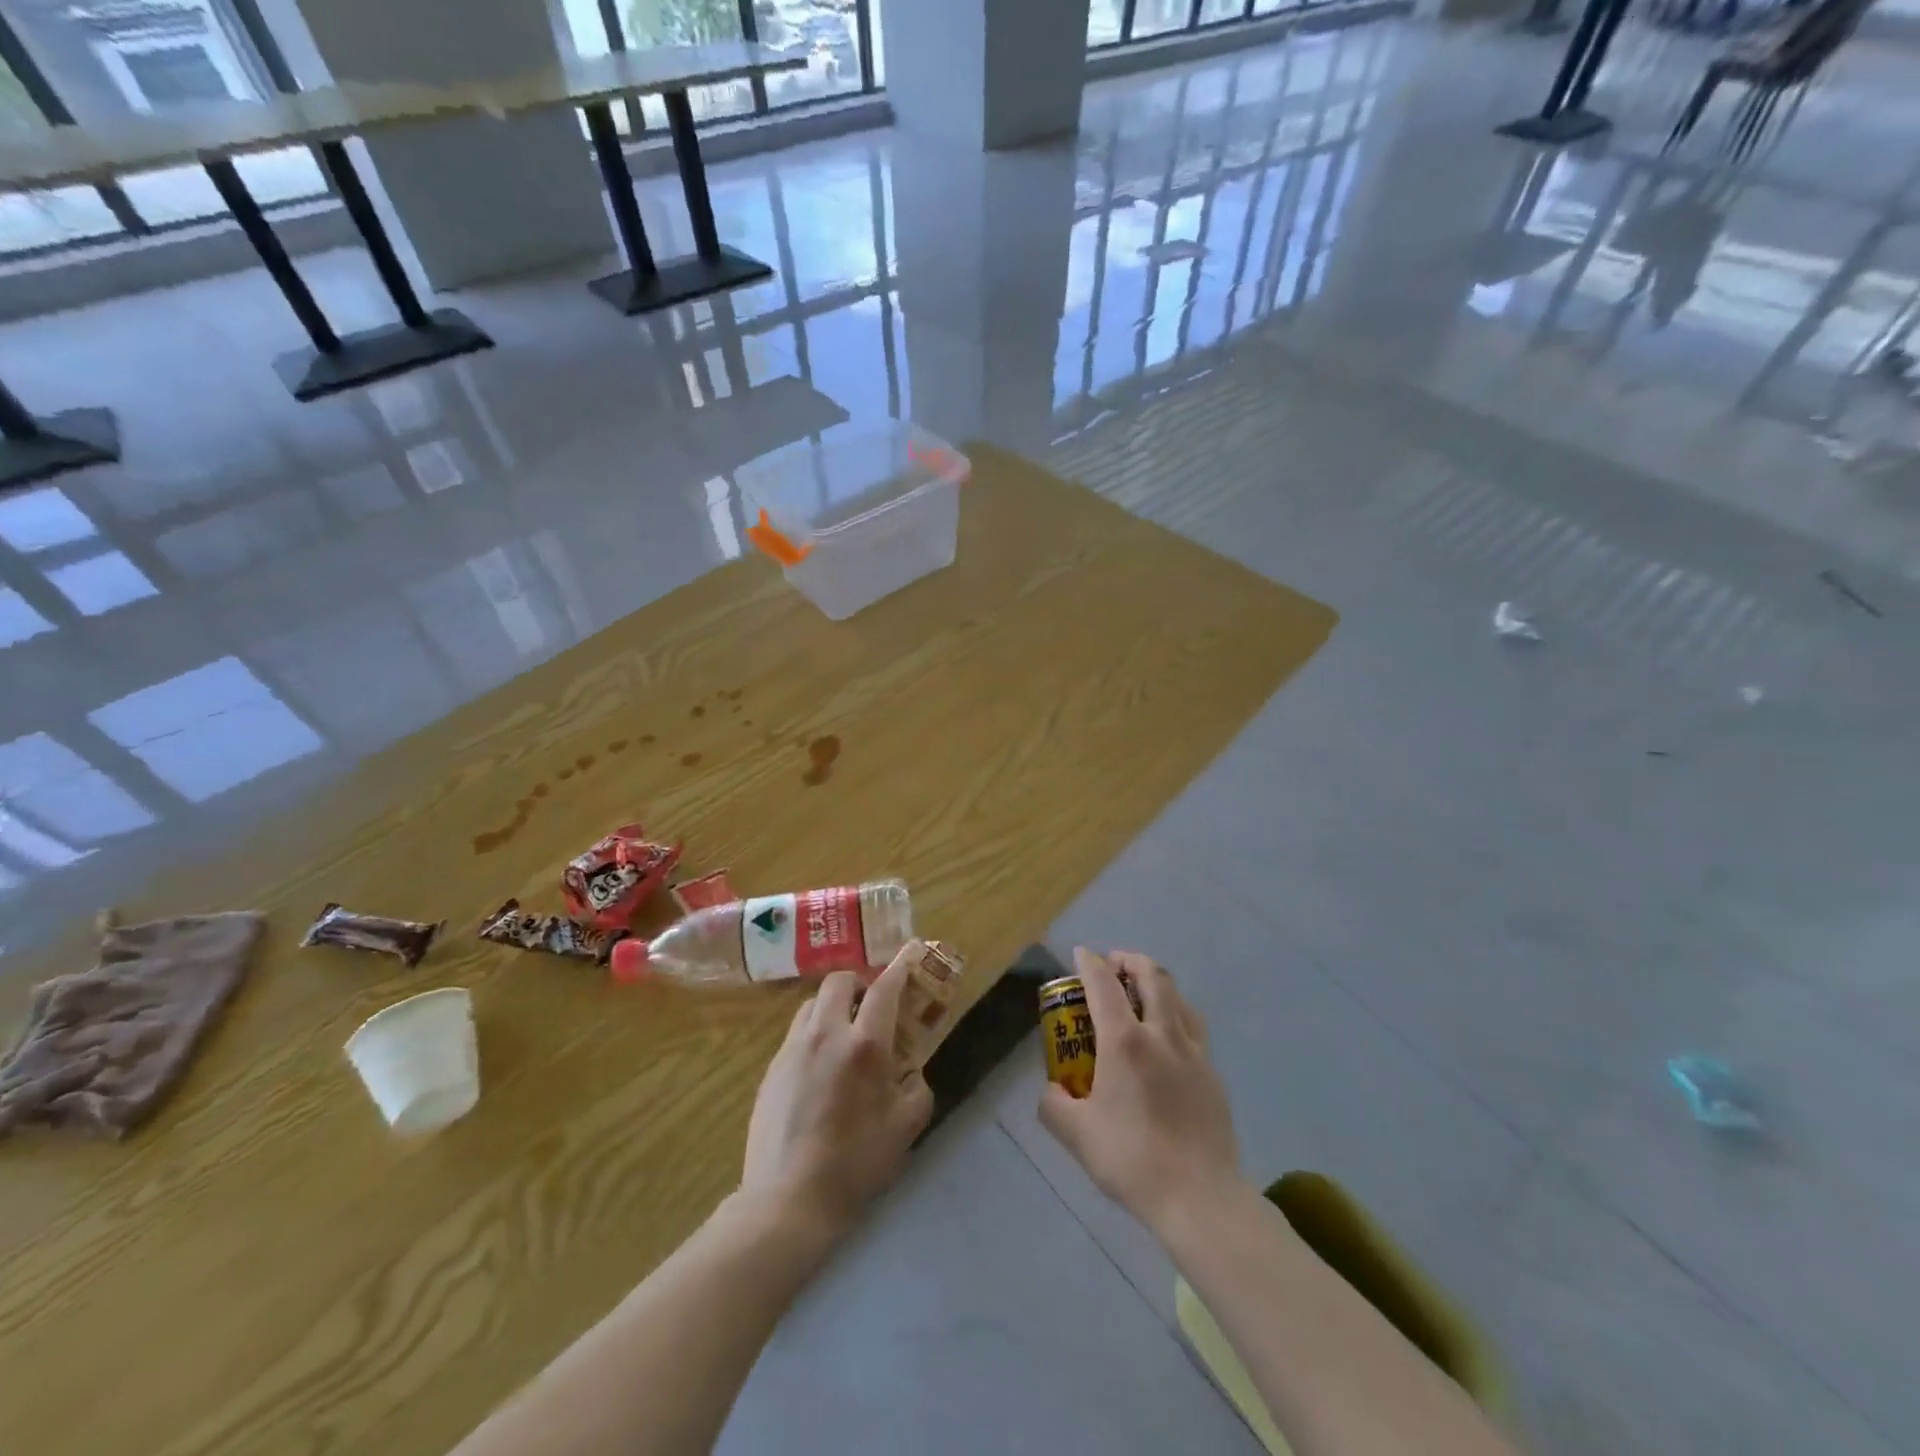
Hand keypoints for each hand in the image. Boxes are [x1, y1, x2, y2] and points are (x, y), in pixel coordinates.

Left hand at [741, 960, 933, 1240]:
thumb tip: (910, 1070)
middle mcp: (827, 1033)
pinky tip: (819, 1066)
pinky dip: (813, 1032)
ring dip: (833, 1006)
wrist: (788, 1199)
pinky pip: (796, 1032)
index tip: (911, 950)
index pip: (884, 989)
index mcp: (865, 1045)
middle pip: (839, 981)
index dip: (900, 966)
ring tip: (843, 1032)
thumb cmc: (856, 1162)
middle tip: (871, 1004)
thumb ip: (916, 1087)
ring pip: (813, 1003)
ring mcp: (793, 1048)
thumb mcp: (906, 1127)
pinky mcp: (772, 1067)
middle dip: (858, 983)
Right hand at [1039, 947, 1242, 1238]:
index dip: (1089, 963)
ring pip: (1178, 997)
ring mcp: (1193, 1051)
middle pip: (1151, 976)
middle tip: (1114, 965)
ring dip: (1157, 982)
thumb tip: (1052, 1090)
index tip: (1081, 954)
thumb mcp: (1076, 1135)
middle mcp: (1161, 1034)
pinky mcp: (1213, 1072)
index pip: (1104, 984)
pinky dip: (1176, 1013)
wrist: (1200, 1197)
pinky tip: (1168, 1035)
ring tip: (1142, 993)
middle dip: (1130, 961)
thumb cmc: (1132, 1160)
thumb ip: (1054, 1105)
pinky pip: (1194, 1026)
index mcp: (1124, 1042)